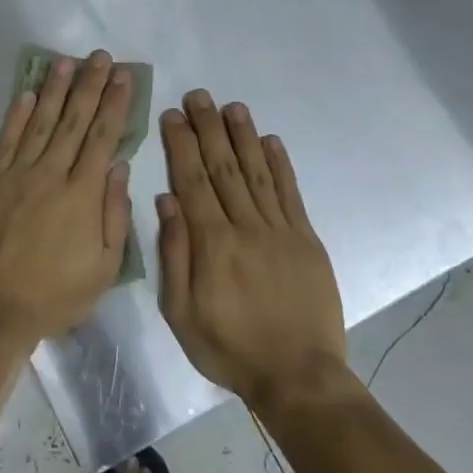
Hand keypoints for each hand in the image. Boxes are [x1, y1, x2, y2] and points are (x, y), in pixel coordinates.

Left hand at [0, 50, 133, 341]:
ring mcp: (18, 174)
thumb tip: (118, 165)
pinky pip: (7, 140)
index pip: (103, 137)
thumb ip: (114, 213)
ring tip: (65, 62)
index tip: (123, 77)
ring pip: (41, 122)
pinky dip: (17, 115)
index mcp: (83, 194)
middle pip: (74, 121)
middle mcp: (52, 174)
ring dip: (54, 89)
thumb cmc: (57, 294)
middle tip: (99, 56)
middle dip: (89, 86)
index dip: (114, 104)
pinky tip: (26, 92)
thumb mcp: (104, 266)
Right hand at [156, 91, 347, 409]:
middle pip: (223, 167)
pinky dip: (281, 165)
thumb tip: (165, 201)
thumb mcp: (181, 314)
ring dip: (243, 136)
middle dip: (209, 128)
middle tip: (198, 96)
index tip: (172, 115)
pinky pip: (291, 194)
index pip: (192, 181)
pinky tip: (271, 141)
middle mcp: (246, 226)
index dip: (182, 145)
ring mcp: (281, 230)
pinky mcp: (307, 240)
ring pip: (257, 172)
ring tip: (232, 106)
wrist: (298, 376)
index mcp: (212, 244)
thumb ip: (174, 255)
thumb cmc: (230, 348)